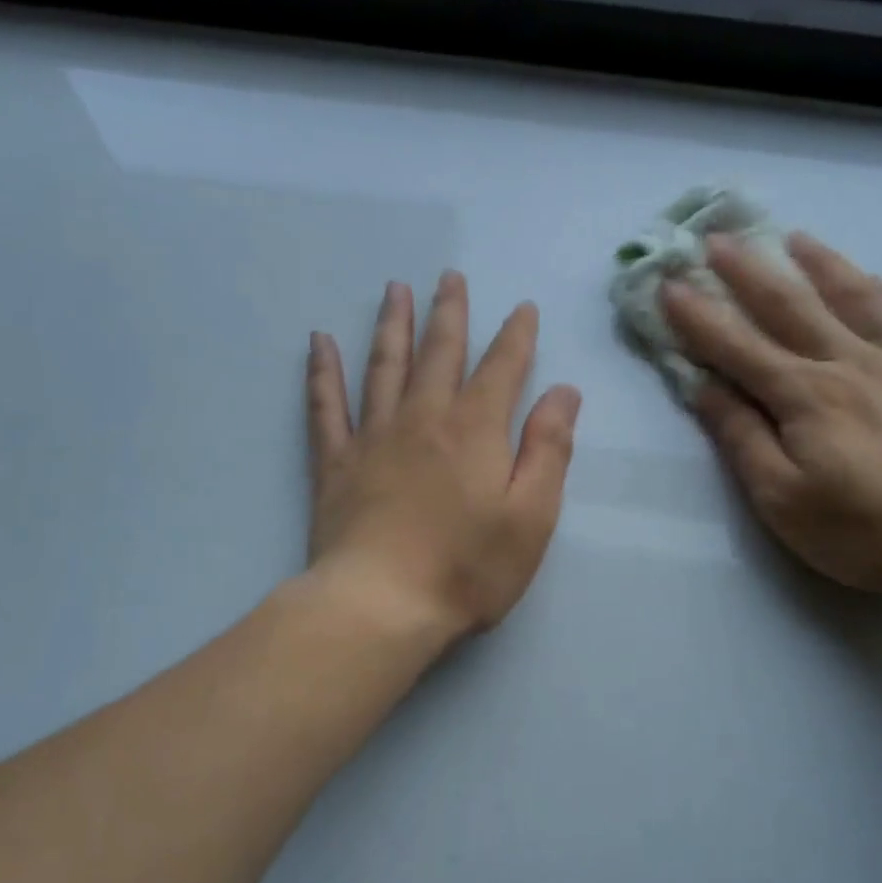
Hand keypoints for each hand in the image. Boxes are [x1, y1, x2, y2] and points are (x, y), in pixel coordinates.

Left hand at [306, 272, 581, 644]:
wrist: (381, 604)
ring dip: (392, 326)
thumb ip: (548, 449)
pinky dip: (322, 372)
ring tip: (395, 290)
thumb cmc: (467, 568)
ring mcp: (372, 438)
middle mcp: (422, 419)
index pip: (501, 368)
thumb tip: (563, 392)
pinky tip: (319, 343)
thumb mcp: (531, 517)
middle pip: (439, 353)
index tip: (522, 308)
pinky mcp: (334, 464)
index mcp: (475, 430)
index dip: (516, 336)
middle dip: (449, 313)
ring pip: (383, 367)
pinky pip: (325, 406)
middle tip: (449, 278)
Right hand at [664, 233, 881, 596]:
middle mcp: (850, 364)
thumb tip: (703, 387)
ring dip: (822, 264)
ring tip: (797, 239)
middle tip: (718, 238)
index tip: (668, 284)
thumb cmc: (860, 530)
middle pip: (791, 306)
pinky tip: (881, 285)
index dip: (699, 316)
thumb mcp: (780, 497)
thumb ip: (742, 437)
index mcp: (805, 395)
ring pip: (857, 298)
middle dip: (748, 271)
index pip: (738, 346)